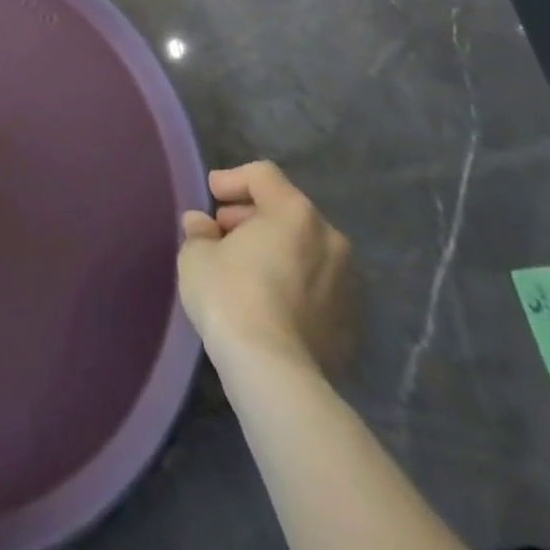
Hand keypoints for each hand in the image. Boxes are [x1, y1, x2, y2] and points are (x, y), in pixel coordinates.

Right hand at [177, 161, 354, 379]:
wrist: (275, 374)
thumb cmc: (231, 296)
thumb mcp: (197, 254)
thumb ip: (199, 231)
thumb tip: (202, 225)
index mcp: (295, 212)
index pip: (263, 175)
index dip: (232, 178)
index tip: (211, 196)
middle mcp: (330, 239)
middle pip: (287, 210)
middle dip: (253, 216)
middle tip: (223, 233)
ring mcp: (348, 284)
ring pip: (306, 249)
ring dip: (276, 250)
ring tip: (245, 269)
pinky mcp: (352, 323)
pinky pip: (317, 286)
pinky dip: (294, 283)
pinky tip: (268, 302)